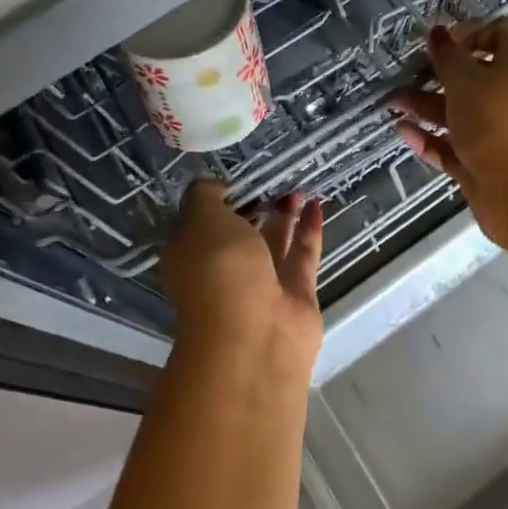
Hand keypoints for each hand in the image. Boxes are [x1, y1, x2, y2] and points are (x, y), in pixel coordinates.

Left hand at [160, 181, 323, 365]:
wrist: (254, 333)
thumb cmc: (219, 268)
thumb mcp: (201, 217)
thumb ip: (205, 195)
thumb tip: (215, 187)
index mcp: (190, 255)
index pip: (201, 221)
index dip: (219, 198)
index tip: (239, 176)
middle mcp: (223, 271)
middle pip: (240, 233)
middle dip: (255, 206)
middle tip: (274, 177)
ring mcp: (261, 285)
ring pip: (273, 243)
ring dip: (285, 215)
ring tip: (298, 186)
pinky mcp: (295, 294)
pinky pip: (302, 254)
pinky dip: (309, 229)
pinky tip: (317, 204)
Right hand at [389, 20, 507, 251]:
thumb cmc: (497, 122)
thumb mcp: (466, 81)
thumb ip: (448, 57)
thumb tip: (438, 33)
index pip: (502, 34)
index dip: (473, 32)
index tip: (442, 43)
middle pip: (472, 76)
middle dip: (437, 73)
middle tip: (406, 72)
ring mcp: (495, 133)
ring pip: (457, 112)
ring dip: (424, 105)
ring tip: (391, 103)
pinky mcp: (480, 163)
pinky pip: (451, 145)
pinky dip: (428, 138)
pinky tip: (401, 131)